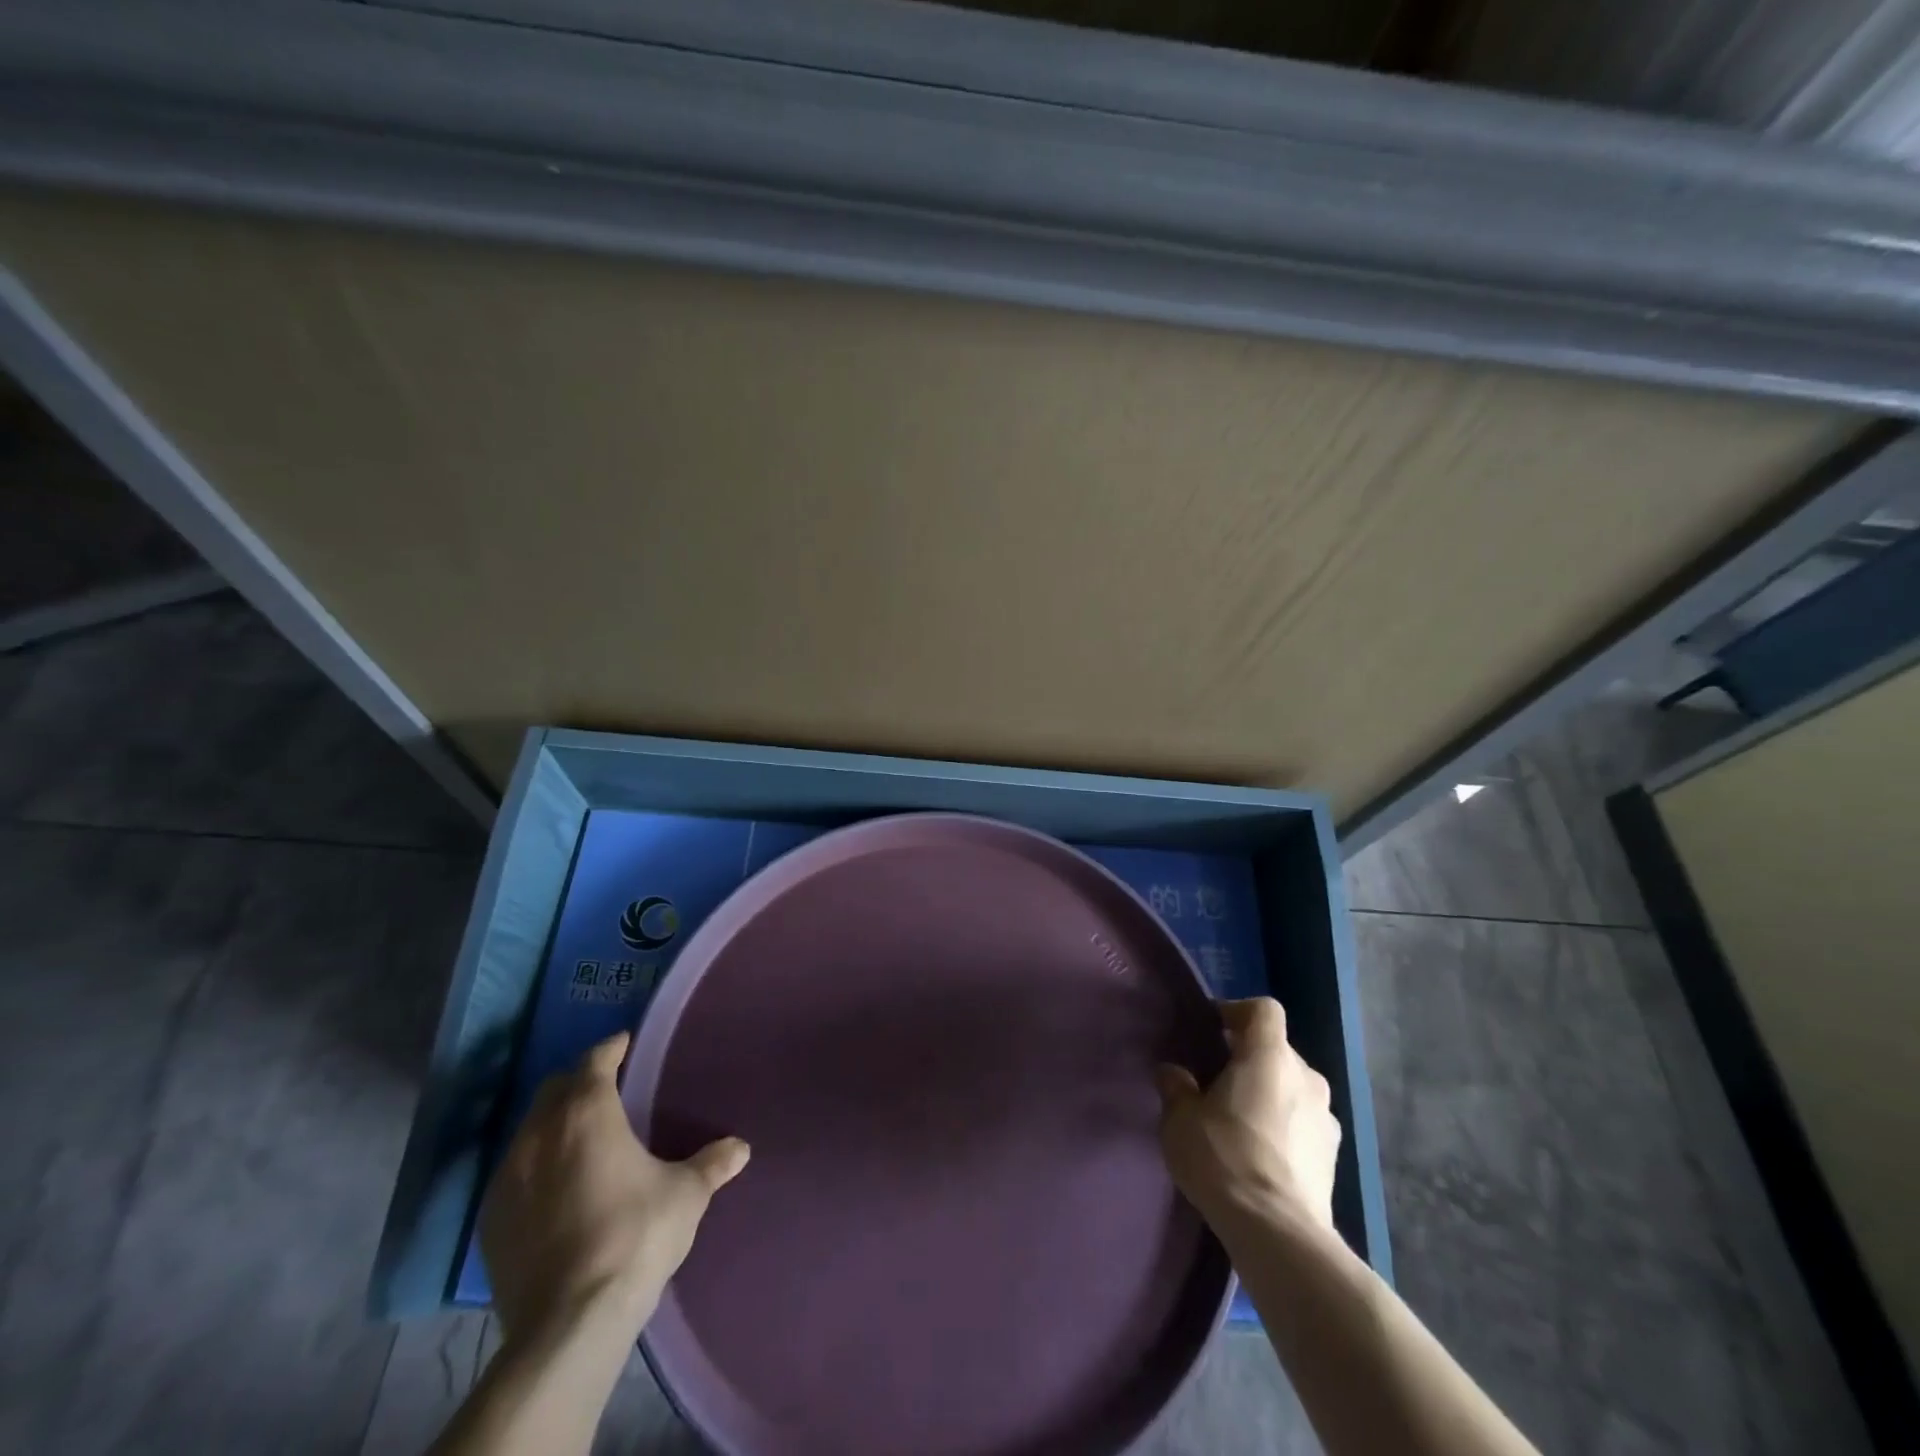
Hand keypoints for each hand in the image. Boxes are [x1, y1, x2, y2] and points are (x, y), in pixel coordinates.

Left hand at [479, 1032, 749, 1348]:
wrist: (569, 1323)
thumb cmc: (635, 1236)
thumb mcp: (686, 1195)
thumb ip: (712, 1164)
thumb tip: (741, 1147)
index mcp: (587, 1113)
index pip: (595, 1060)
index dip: (612, 1048)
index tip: (626, 1044)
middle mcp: (540, 1133)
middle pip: (555, 1089)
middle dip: (579, 1082)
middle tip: (607, 1090)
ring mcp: (507, 1178)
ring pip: (529, 1130)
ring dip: (553, 1124)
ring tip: (582, 1140)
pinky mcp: (490, 1221)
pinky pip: (513, 1174)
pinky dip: (535, 1167)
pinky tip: (556, 1189)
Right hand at [1156, 997, 1338, 1232]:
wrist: (1277, 1233)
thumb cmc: (1224, 1157)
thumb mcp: (1180, 1118)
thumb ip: (1176, 1086)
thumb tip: (1174, 1073)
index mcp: (1270, 1056)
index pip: (1263, 1009)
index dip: (1237, 1012)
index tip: (1213, 1031)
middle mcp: (1307, 1077)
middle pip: (1277, 1050)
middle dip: (1250, 1058)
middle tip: (1217, 1081)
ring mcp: (1327, 1118)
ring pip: (1293, 1088)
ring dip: (1269, 1094)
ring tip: (1239, 1121)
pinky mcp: (1334, 1157)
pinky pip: (1304, 1123)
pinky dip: (1284, 1127)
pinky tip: (1260, 1154)